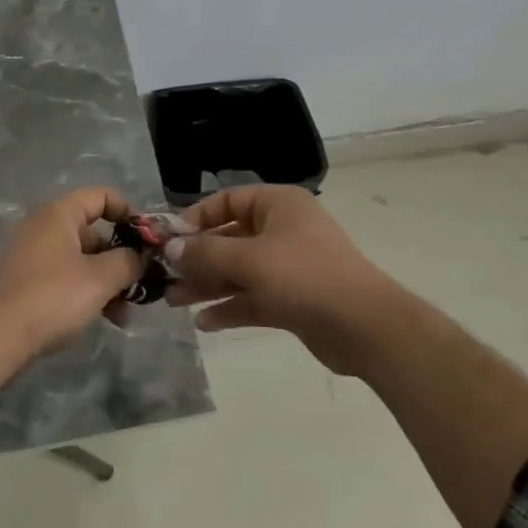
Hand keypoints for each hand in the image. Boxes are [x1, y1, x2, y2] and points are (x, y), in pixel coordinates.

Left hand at [0, 188, 144, 353]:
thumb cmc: (52, 297)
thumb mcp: (100, 278)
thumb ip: (128, 262)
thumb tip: (140, 258)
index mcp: (59, 215)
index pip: (101, 196)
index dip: (128, 212)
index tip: (147, 239)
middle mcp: (44, 228)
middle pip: (94, 232)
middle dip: (122, 259)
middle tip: (142, 284)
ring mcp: (33, 256)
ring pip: (82, 260)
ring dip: (108, 282)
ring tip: (125, 315)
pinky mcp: (27, 283)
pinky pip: (66, 279)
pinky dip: (87, 293)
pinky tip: (104, 320)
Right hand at [164, 185, 399, 373]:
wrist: (363, 326)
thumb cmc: (304, 276)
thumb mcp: (249, 259)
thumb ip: (206, 252)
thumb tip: (171, 247)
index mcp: (277, 205)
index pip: (227, 201)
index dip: (196, 218)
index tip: (169, 240)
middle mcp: (282, 230)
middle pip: (229, 238)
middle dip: (197, 258)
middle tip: (164, 276)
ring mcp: (288, 266)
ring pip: (238, 271)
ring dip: (208, 285)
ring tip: (174, 301)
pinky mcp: (292, 299)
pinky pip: (253, 298)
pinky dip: (230, 307)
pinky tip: (204, 322)